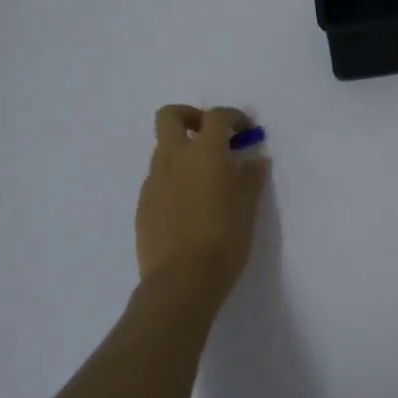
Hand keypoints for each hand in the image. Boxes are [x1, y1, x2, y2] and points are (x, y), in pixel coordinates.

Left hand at [136, 106, 267, 302]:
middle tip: (211, 136)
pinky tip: (190, 205)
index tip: (246, 131)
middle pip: (170, 116)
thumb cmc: (224, 239)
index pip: (216, 117)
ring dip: (183, 151)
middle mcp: (173, 158)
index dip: (233, 117)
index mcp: (204, 153)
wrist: (181, 281)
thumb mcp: (248, 206)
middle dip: (191, 117)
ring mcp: (153, 181)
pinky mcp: (143, 205)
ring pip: (163, 149)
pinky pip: (158, 179)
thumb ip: (251, 176)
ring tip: (206, 178)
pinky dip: (174, 179)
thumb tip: (254, 159)